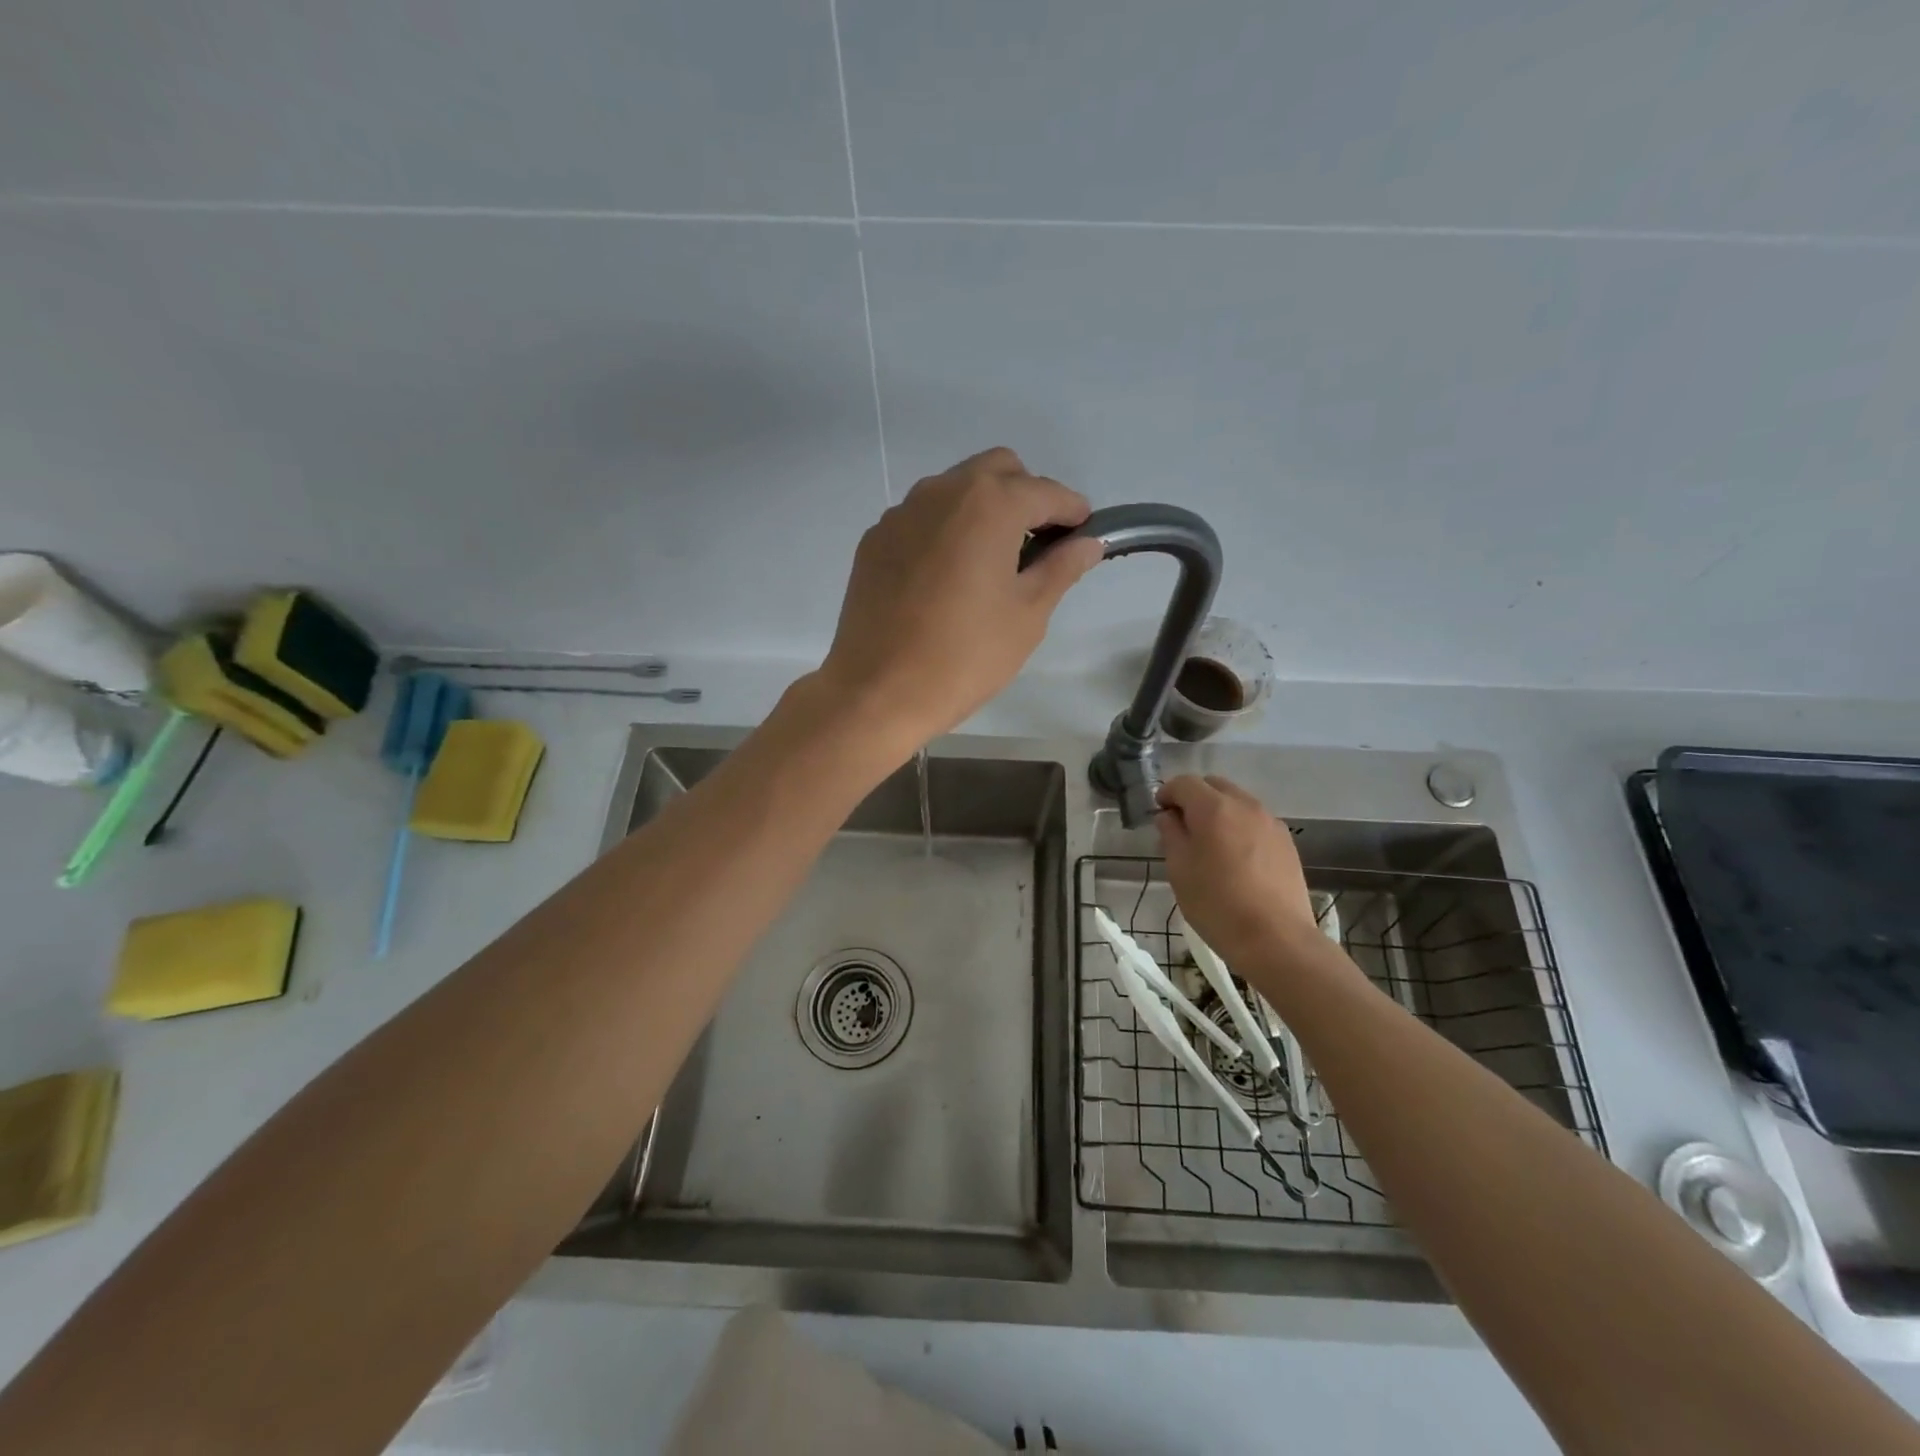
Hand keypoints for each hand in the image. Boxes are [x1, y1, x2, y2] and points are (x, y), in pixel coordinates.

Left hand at [818, 448, 1104, 748]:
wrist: (878, 691)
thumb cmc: (965, 656)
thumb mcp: (1027, 615)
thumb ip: (1061, 568)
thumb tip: (1088, 543)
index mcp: (989, 504)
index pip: (1045, 491)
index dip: (1072, 511)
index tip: (1084, 534)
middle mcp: (942, 492)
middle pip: (998, 471)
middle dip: (1026, 496)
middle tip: (1038, 544)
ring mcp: (901, 513)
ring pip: (955, 489)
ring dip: (983, 508)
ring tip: (992, 561)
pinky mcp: (875, 540)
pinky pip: (922, 518)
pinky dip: (945, 530)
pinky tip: (947, 577)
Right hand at [1156, 775, 1322, 967]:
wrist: (1277, 939)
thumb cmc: (1217, 904)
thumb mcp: (1179, 870)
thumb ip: (1171, 835)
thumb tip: (1169, 817)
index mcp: (1214, 808)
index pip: (1184, 783)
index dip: (1167, 793)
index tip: (1160, 813)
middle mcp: (1245, 805)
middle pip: (1214, 786)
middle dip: (1194, 799)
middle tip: (1183, 827)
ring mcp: (1271, 823)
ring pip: (1238, 802)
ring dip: (1219, 812)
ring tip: (1211, 845)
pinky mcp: (1287, 843)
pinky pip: (1256, 822)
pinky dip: (1240, 828)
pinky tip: (1237, 859)